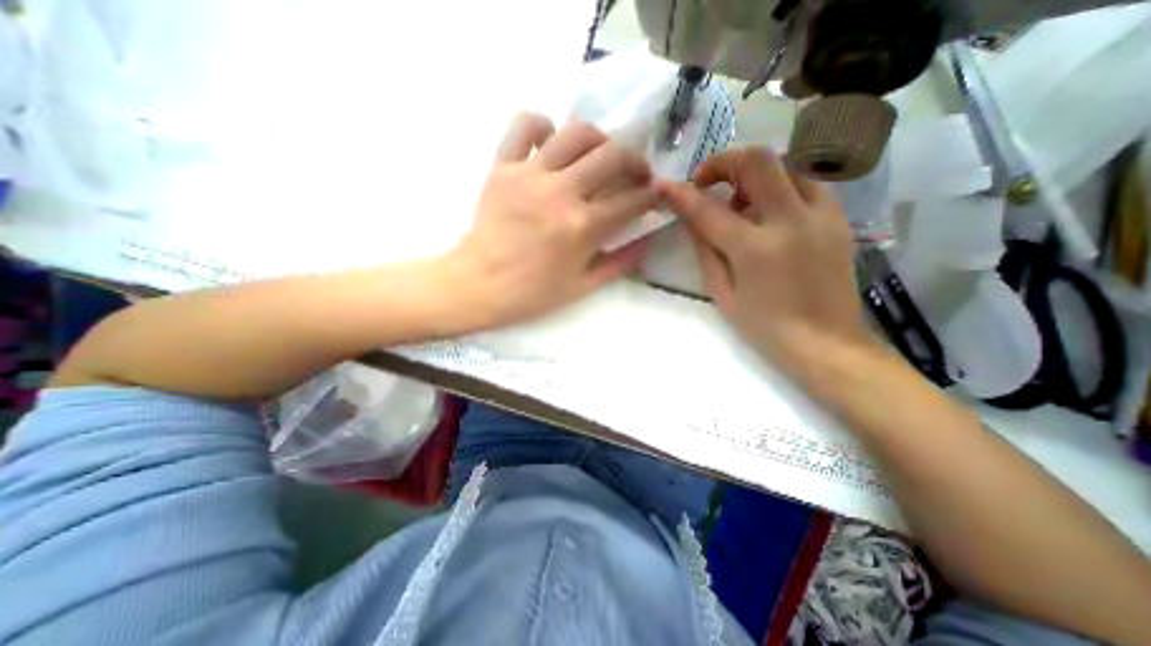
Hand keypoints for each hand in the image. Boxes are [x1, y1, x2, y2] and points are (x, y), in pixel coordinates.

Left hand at [444, 112, 656, 329]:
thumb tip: (647, 240)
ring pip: (576, 132)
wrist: (479, 284)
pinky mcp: (503, 166)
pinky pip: (524, 125)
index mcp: (583, 228)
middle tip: (636, 173)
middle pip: (613, 155)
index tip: (654, 196)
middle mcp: (561, 193)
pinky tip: (551, 145)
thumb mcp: (583, 287)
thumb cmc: (532, 292)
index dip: (652, 196)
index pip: (632, 200)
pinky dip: (543, 126)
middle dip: (635, 161)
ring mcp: (530, 175)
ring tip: (600, 156)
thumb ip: (620, 263)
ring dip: (599, 140)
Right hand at [661, 149, 876, 366]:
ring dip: (752, 174)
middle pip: (758, 160)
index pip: (709, 209)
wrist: (826, 343)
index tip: (664, 186)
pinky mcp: (838, 217)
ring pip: (785, 164)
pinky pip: (804, 182)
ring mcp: (821, 214)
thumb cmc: (764, 326)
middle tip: (706, 182)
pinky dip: (778, 186)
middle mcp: (791, 221)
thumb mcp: (722, 292)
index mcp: (756, 249)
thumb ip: (705, 248)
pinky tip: (767, 212)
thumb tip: (690, 217)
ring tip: (737, 201)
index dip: (681, 194)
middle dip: (723, 161)